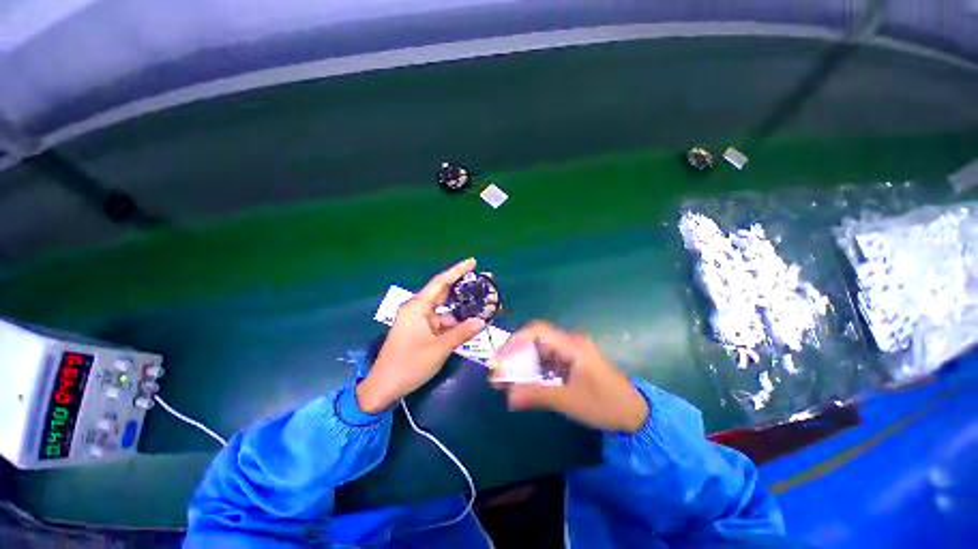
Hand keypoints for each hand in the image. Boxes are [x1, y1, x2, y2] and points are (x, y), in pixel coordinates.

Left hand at [357, 258, 485, 413]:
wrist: (384, 388)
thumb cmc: (408, 365)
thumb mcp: (438, 349)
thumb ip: (461, 333)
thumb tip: (482, 321)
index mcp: (417, 307)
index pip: (440, 283)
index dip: (457, 271)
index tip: (472, 261)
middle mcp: (418, 309)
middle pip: (443, 292)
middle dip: (463, 286)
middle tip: (484, 280)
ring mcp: (420, 320)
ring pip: (445, 308)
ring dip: (462, 306)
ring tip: (483, 301)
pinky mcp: (422, 331)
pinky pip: (443, 320)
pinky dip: (456, 320)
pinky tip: (471, 320)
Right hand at [495, 322, 648, 432]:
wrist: (636, 415)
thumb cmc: (605, 404)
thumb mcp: (569, 400)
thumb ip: (537, 395)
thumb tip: (507, 397)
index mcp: (572, 346)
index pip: (537, 331)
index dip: (516, 341)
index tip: (500, 358)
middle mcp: (569, 344)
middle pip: (536, 340)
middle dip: (516, 354)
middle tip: (500, 371)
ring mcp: (571, 353)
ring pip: (540, 352)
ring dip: (523, 364)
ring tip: (508, 380)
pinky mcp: (571, 364)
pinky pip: (547, 362)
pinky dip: (534, 371)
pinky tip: (525, 383)